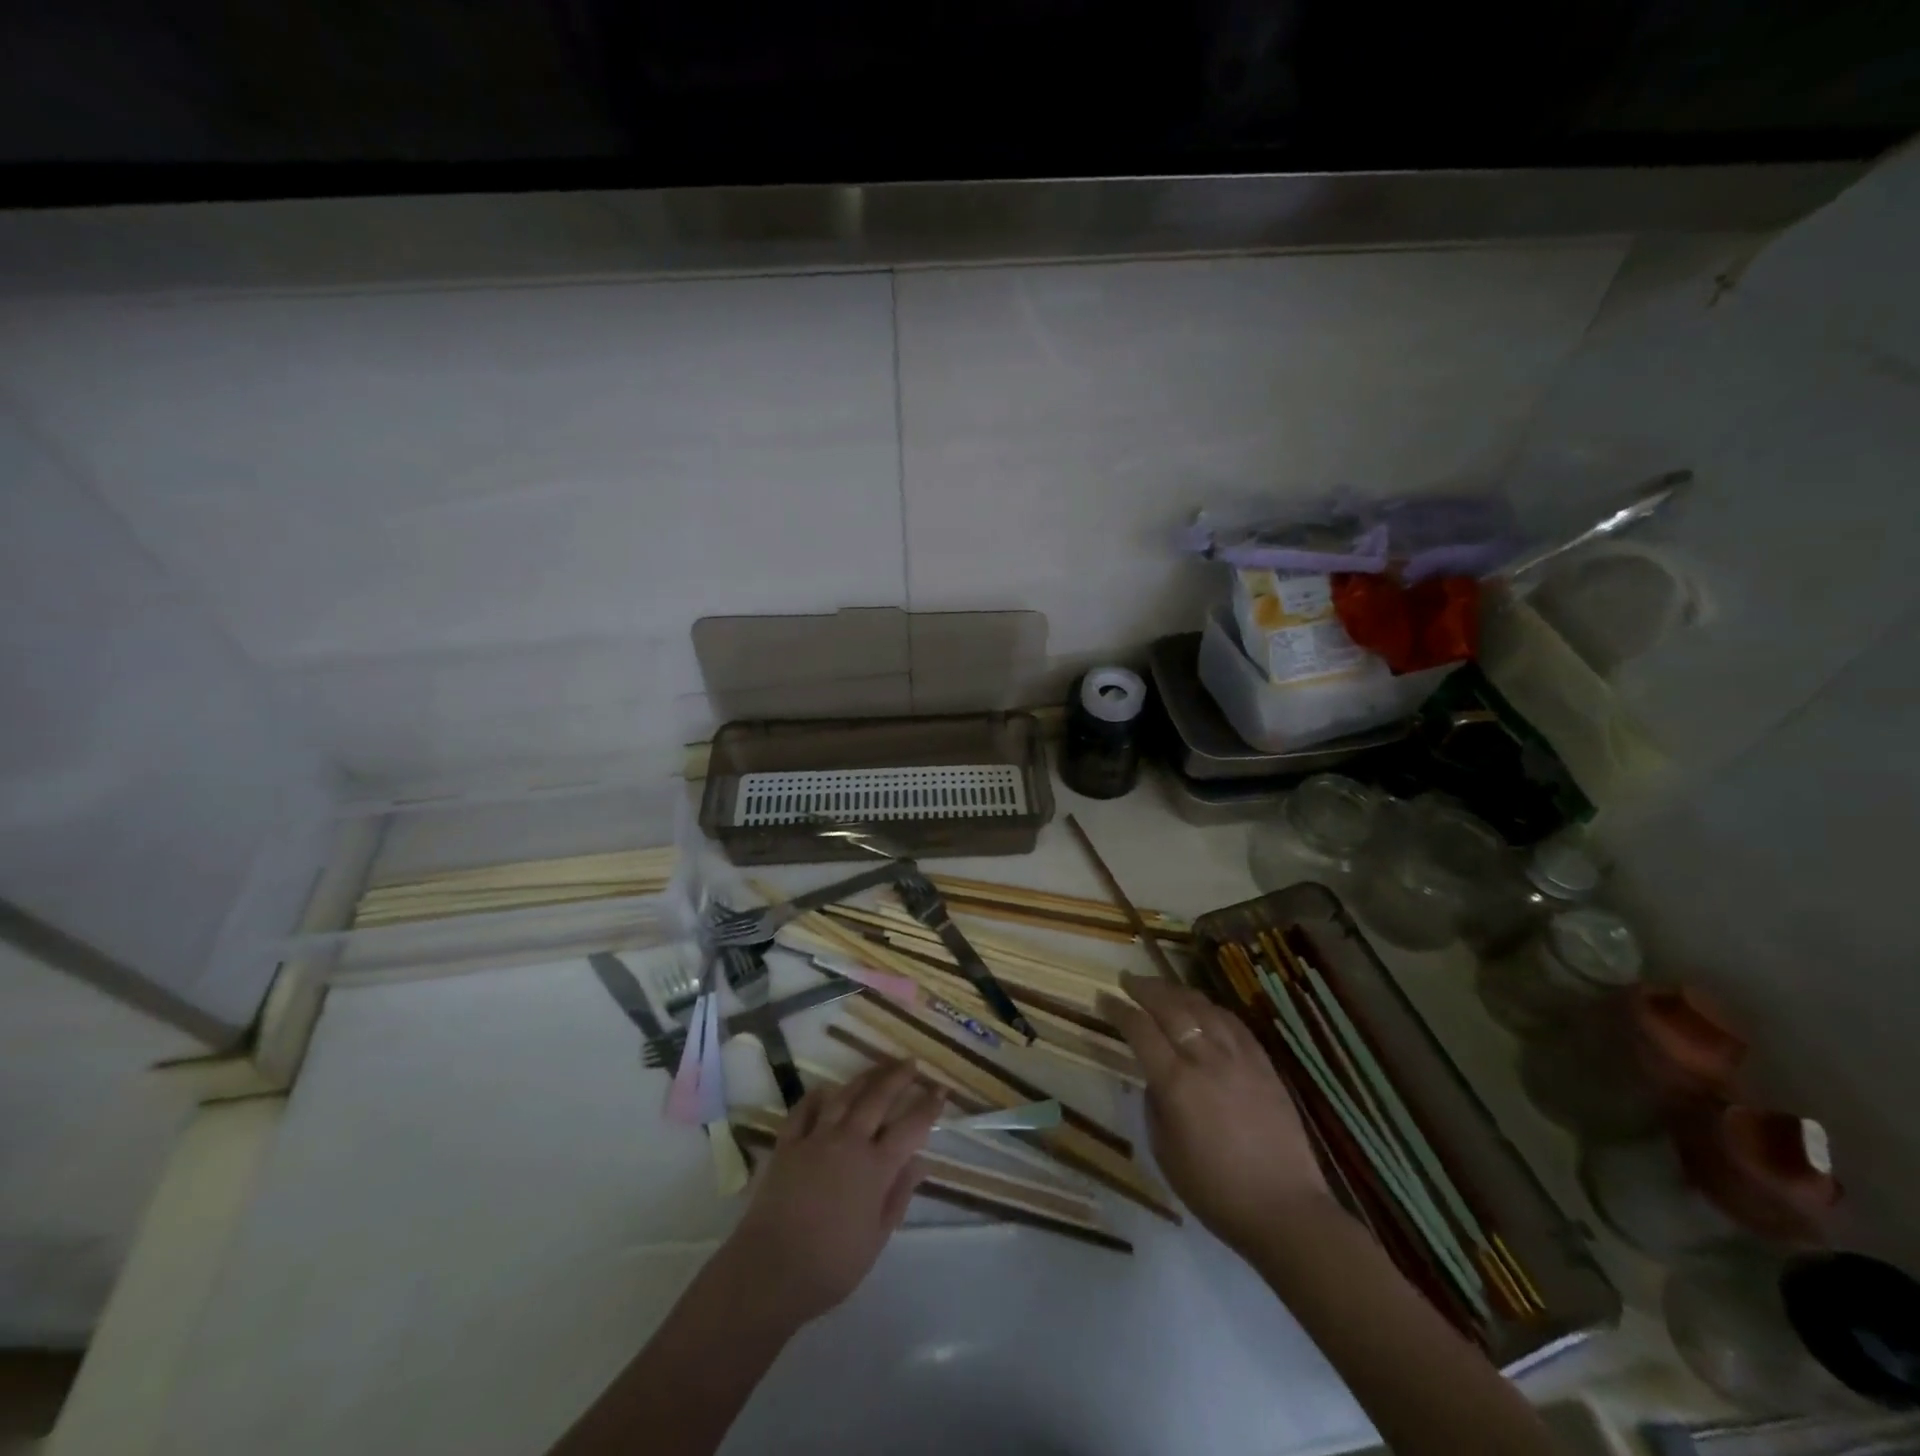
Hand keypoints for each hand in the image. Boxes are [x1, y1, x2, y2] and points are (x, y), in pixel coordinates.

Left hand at [715, 1060, 942, 1330]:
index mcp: (876, 1167)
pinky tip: (825, 1090)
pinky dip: (816, 1096)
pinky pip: (804, 1110)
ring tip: (878, 1066)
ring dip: (865, 1077)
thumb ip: (899, 1196)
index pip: (911, 1127)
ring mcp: (816, 1138)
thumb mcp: (876, 1239)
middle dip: (898, 1077)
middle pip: (878, 1098)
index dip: (928, 1106)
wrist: (770, 1270)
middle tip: (911, 1062)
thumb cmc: (830, 1265)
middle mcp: (849, 1142)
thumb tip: (920, 1162)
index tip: (941, 1090)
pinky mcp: (787, 1144)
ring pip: (844, 1096)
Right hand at [1100, 972, 1328, 1256]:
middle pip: (1171, 1007)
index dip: (1118, 1010)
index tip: (1102, 998)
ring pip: (1204, 1008)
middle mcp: (1206, 1060)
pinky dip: (1213, 1009)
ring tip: (1162, 987)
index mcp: (1176, 1083)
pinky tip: (1205, 1008)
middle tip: (1127, 979)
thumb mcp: (1165, 1152)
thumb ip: (1155, 1106)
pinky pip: (1235, 1024)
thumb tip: (1155, 1078)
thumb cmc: (1215, 1191)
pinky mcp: (1265, 1066)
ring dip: (1178, 992)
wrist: (1284, 1211)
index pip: (1140, 1030)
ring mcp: (1239, 1059)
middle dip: (1145, 988)